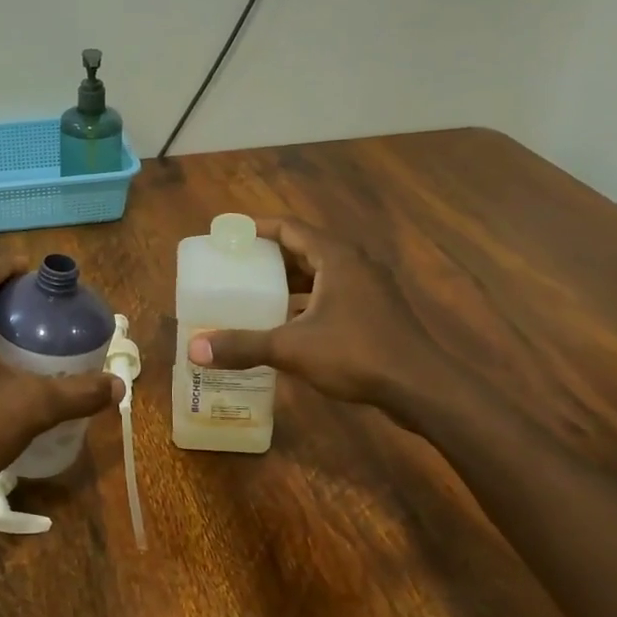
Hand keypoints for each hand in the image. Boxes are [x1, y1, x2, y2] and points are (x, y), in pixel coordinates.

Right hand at [185, 217, 450, 425]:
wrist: (422, 388)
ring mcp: (369, 288)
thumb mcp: (292, 348)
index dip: (256, 228)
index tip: (228, 235)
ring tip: (254, 293)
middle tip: (234, 266)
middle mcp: (354, 264)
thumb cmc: (357, 354)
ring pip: (320, 274)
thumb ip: (243, 345)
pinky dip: (306, 301)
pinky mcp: (376, 312)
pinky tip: (287, 324)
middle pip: (304, 248)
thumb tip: (194, 349)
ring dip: (288, 281)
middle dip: (268, 257)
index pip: (289, 228)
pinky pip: (332, 294)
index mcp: (336, 257)